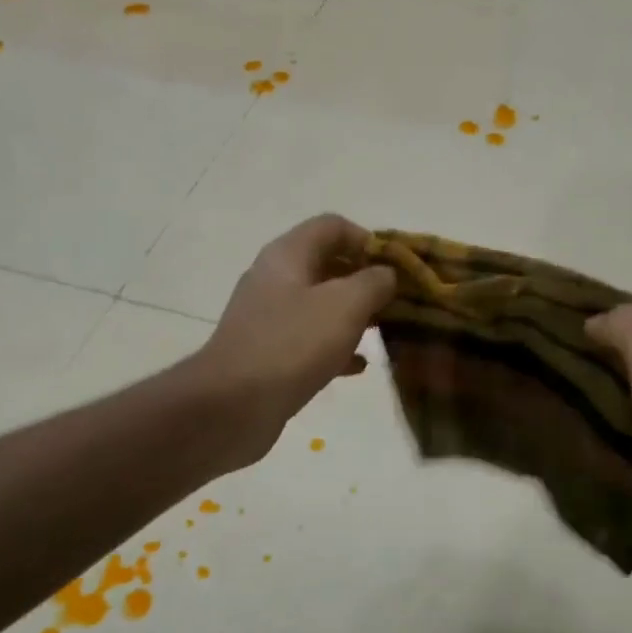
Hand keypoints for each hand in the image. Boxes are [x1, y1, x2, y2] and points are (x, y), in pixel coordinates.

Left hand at [197, 214, 395, 467]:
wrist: (232, 406)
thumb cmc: (292, 345)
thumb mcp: (345, 305)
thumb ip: (373, 282)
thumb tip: (386, 274)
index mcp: (288, 255)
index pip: (333, 226)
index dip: (369, 240)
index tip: (397, 267)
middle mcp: (275, 279)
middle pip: (327, 265)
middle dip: (366, 280)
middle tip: (399, 302)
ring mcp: (269, 319)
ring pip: (320, 305)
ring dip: (354, 315)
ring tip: (386, 331)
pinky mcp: (269, 354)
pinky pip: (310, 341)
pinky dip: (336, 347)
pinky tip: (359, 366)